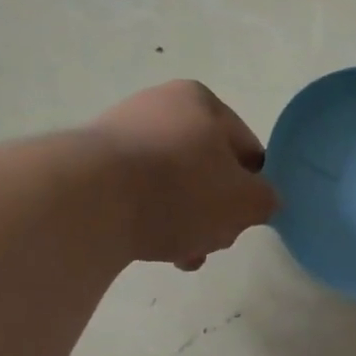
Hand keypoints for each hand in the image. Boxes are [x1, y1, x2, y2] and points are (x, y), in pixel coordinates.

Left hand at [92, 81, 277, 268]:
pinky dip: (149, 219)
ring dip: (185, 222)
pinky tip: (150, 246)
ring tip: (181, 253)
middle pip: (208, 170)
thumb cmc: (182, 190)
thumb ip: (266, 201)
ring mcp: (120, 132)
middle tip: (213, 241)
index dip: (252, 189)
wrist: (89, 200)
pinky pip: (137, 194)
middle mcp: (160, 106)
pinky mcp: (90, 163)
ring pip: (173, 186)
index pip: (247, 150)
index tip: (244, 220)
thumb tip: (261, 201)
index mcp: (202, 101)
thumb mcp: (246, 201)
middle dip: (215, 212)